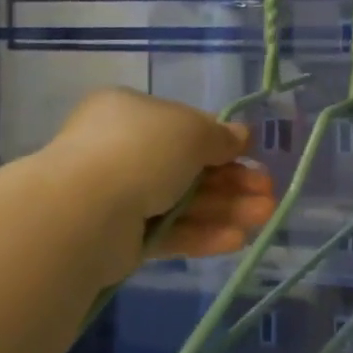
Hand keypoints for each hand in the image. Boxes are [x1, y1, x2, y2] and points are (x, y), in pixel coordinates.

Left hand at [42, 89, 277, 277]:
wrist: (85, 210)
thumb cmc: (140, 150)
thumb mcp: (190, 131)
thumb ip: (219, 136)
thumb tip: (242, 135)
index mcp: (130, 112)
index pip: (183, 125)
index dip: (221, 142)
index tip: (253, 156)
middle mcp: (122, 150)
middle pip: (188, 166)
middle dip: (231, 181)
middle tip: (268, 193)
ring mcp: (120, 195)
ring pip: (182, 202)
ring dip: (225, 208)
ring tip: (264, 217)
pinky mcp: (122, 237)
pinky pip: (169, 232)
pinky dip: (202, 234)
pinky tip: (237, 240)